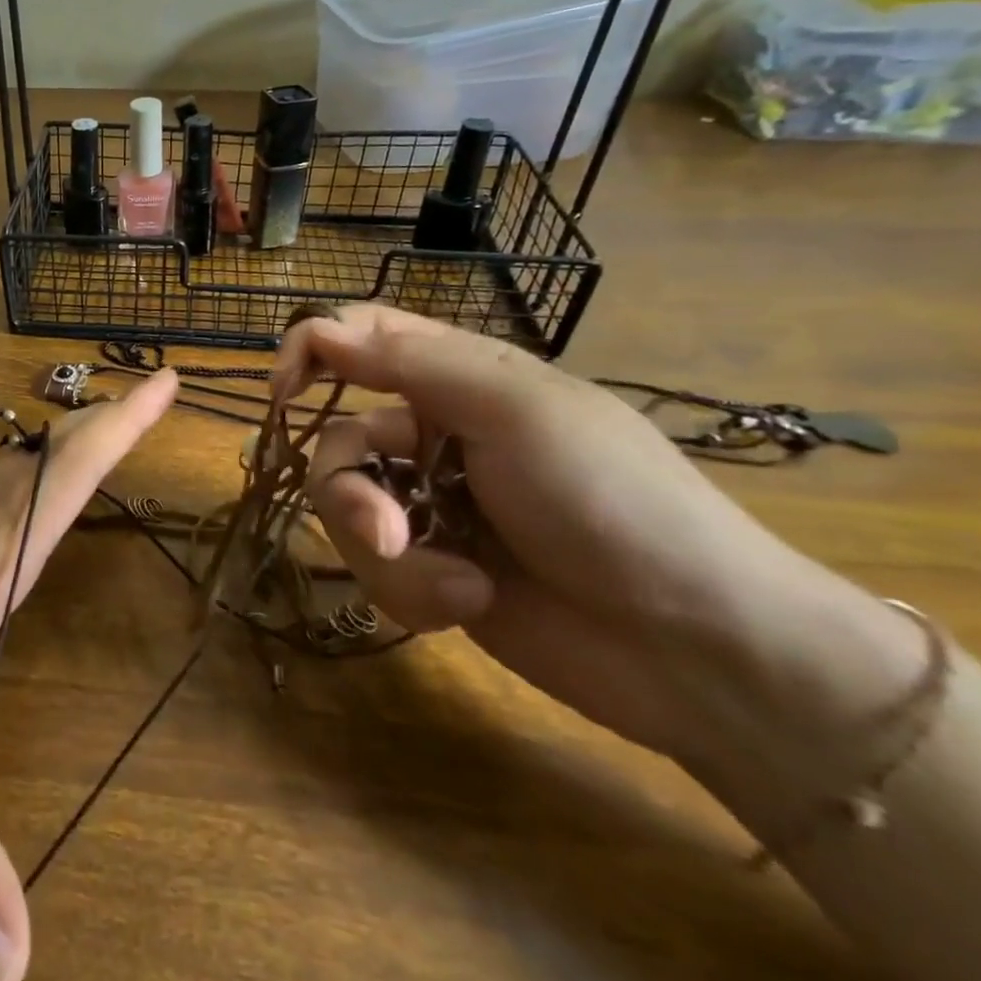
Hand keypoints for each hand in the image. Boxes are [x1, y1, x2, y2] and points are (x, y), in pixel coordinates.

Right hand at [273, 305, 915, 776]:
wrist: (698, 650)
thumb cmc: (612, 500)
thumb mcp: (513, 410)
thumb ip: (408, 363)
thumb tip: (318, 330)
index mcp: (457, 380)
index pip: (361, 338)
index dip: (312, 351)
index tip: (282, 394)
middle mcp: (434, 437)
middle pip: (337, 441)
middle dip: (349, 493)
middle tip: (386, 531)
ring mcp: (431, 507)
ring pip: (347, 511)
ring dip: (388, 553)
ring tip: (454, 586)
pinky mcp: (431, 571)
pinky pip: (376, 568)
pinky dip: (413, 590)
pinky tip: (470, 604)